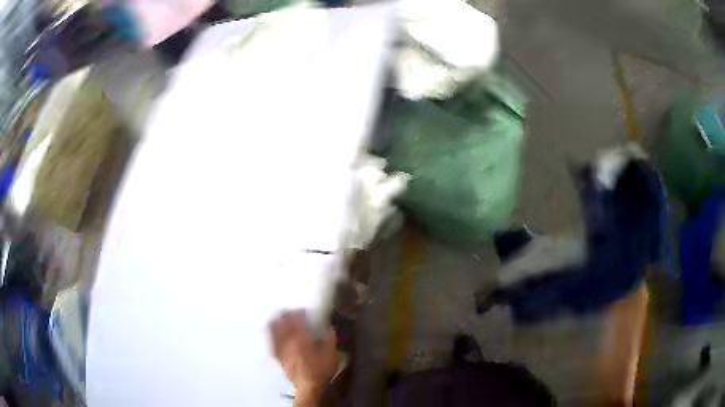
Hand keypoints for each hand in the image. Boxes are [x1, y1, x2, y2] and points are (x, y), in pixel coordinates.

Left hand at [269, 310, 338, 403]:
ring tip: (282, 319)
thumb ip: (329, 337)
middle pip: (282, 320)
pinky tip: (275, 332)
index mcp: (300, 337)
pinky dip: (272, 333)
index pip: (296, 318)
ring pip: (273, 329)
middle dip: (287, 314)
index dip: (300, 311)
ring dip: (277, 321)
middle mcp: (287, 340)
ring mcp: (280, 348)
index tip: (306, 311)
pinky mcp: (278, 356)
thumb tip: (328, 327)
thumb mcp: (331, 352)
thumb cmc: (321, 369)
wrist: (308, 386)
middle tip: (294, 313)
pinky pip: (271, 341)